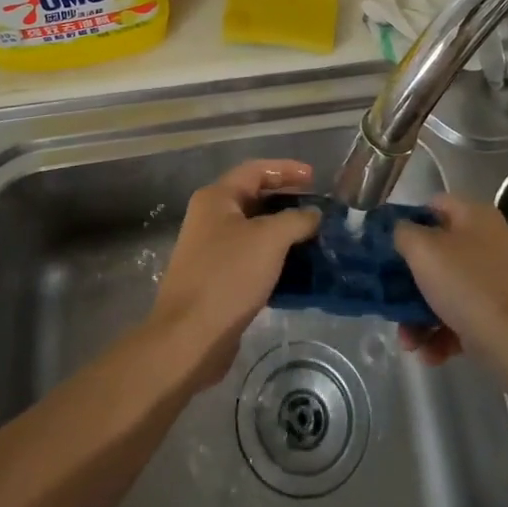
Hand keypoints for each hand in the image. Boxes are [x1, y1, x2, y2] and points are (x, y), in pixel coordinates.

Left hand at [148, 160, 322, 388]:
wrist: (190, 337)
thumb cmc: (228, 276)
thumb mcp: (269, 240)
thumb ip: (295, 220)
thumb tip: (313, 214)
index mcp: (216, 198)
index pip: (255, 170)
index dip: (286, 169)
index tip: (315, 178)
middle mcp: (209, 217)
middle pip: (253, 197)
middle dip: (286, 200)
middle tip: (317, 208)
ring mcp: (210, 249)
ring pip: (253, 229)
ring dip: (282, 230)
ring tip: (312, 237)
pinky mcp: (215, 278)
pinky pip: (250, 256)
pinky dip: (273, 256)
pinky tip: (295, 267)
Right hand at [392, 194, 507, 374]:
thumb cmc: (469, 287)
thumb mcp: (424, 251)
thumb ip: (402, 233)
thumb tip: (399, 232)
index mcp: (473, 216)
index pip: (431, 206)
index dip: (405, 222)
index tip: (384, 247)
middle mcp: (486, 242)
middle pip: (434, 253)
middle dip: (407, 281)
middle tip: (389, 300)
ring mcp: (494, 280)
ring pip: (444, 289)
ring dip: (418, 316)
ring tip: (407, 342)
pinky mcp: (498, 315)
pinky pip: (460, 317)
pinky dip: (441, 334)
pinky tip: (429, 355)